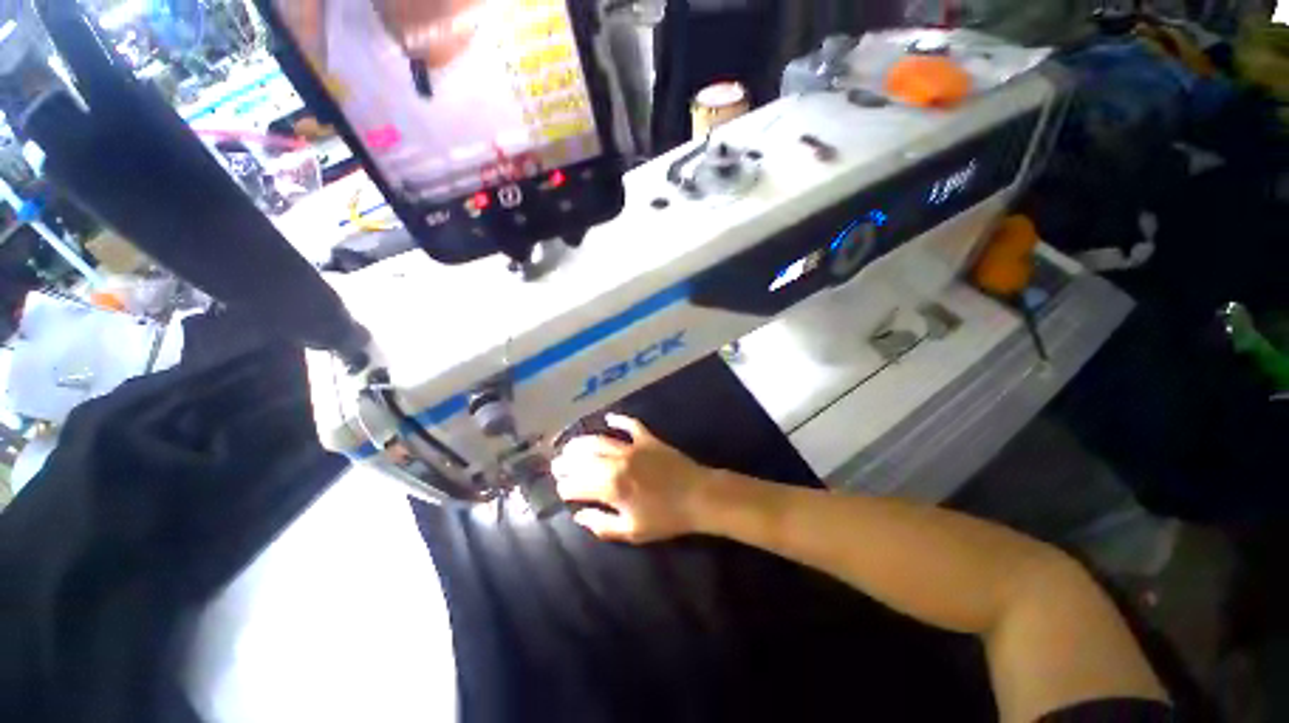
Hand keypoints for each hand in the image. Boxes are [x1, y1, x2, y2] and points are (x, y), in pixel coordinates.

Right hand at [551, 414, 711, 542]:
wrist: (698, 496)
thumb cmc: (665, 518)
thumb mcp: (632, 531)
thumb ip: (602, 525)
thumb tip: (580, 516)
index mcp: (611, 488)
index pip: (578, 485)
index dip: (566, 487)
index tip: (561, 489)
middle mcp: (617, 463)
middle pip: (584, 459)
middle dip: (566, 462)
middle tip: (557, 464)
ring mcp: (633, 447)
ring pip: (600, 440)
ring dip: (582, 442)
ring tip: (570, 445)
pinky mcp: (648, 438)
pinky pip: (630, 425)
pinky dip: (619, 420)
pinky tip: (609, 418)